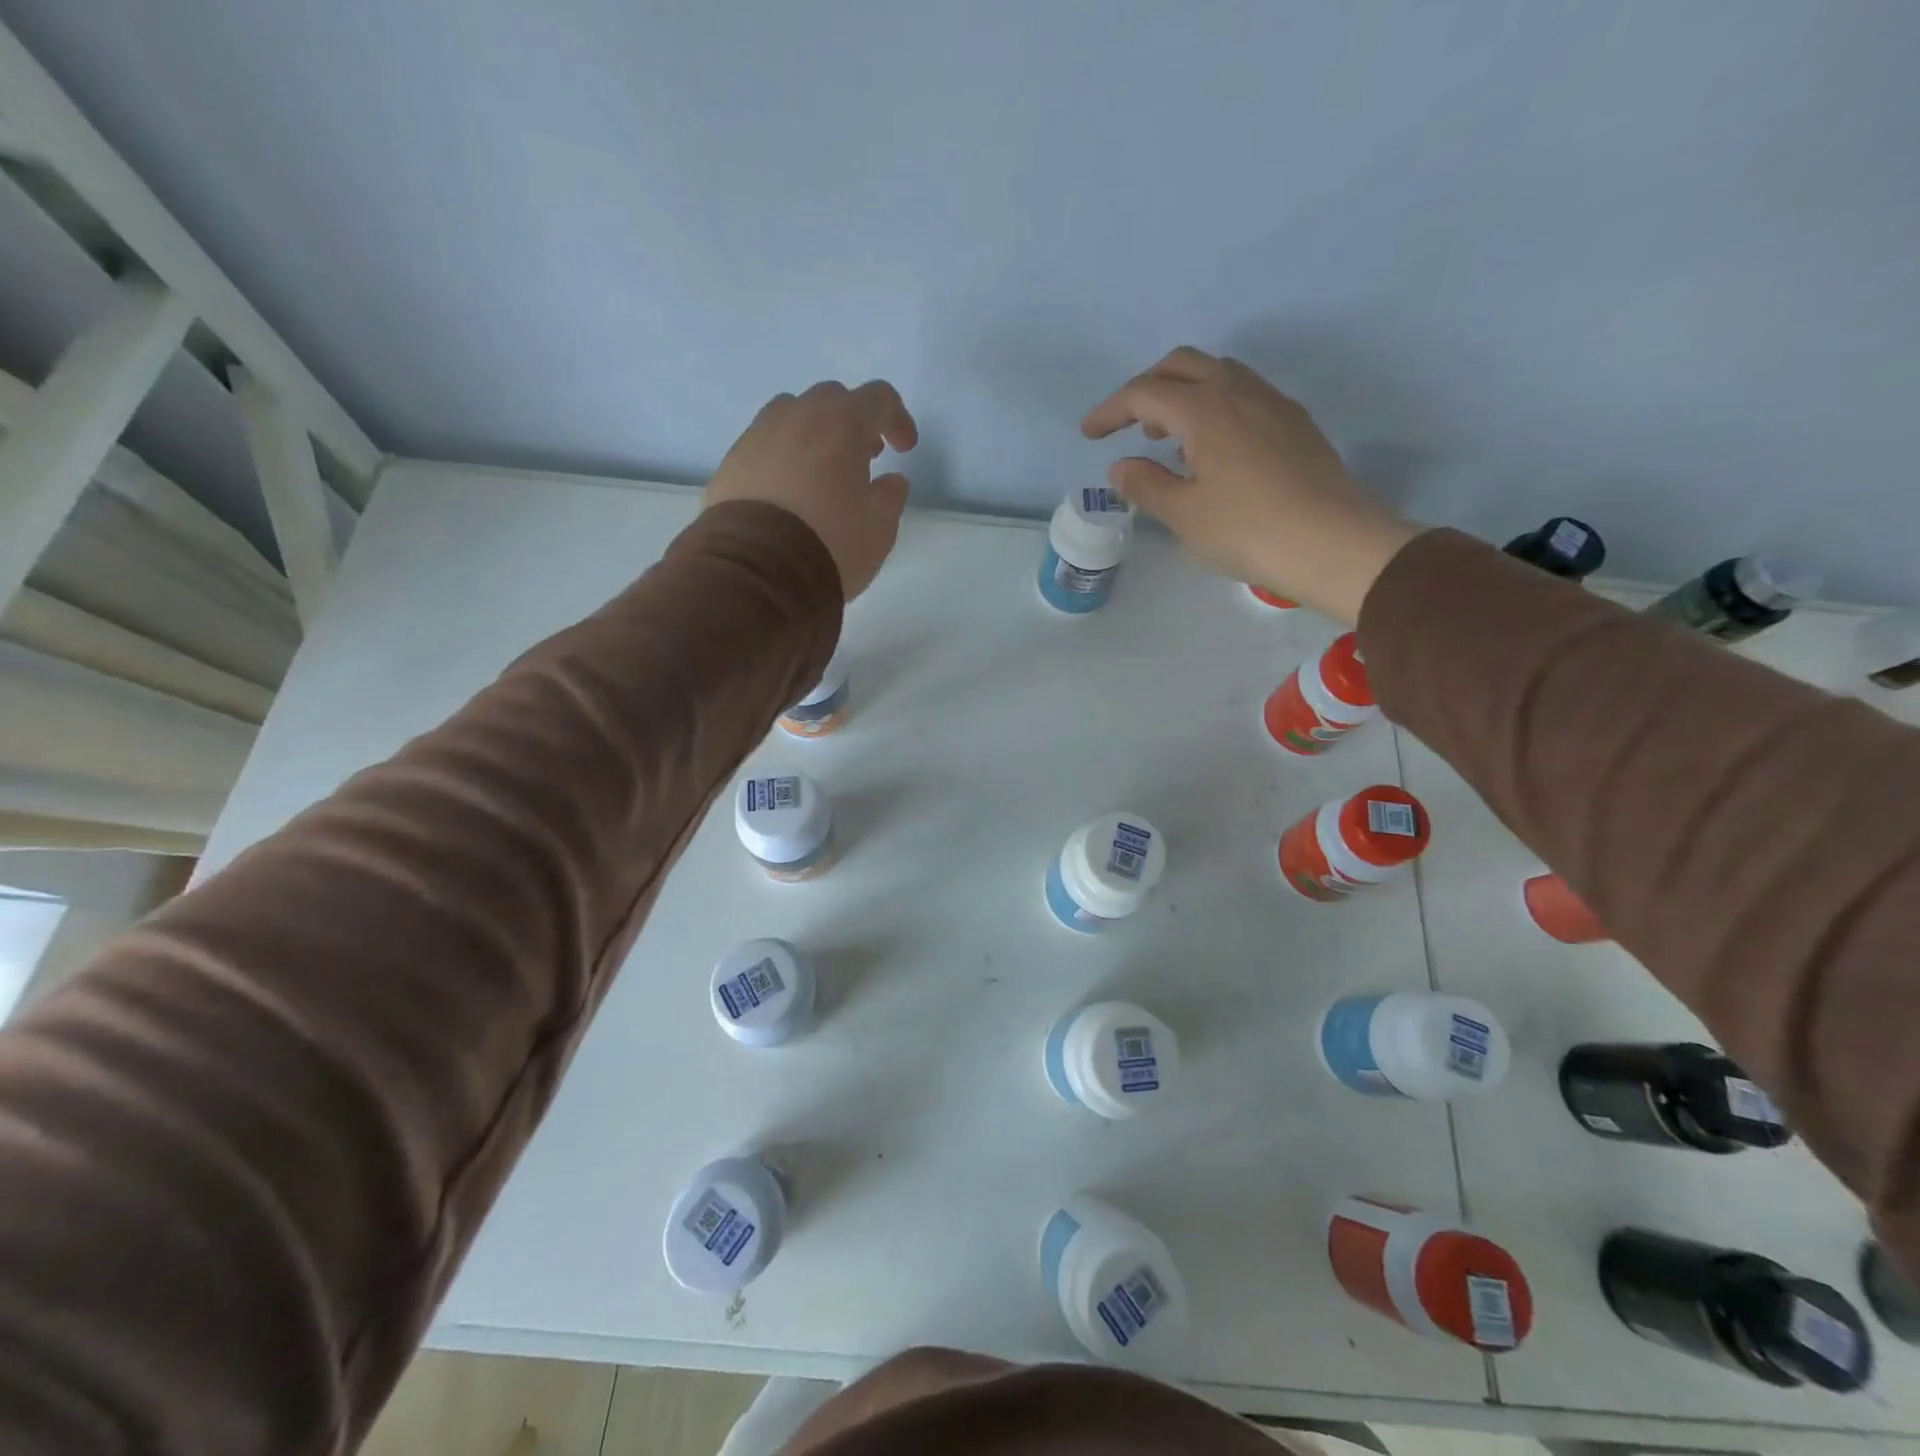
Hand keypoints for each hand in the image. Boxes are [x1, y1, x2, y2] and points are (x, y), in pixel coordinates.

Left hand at [704, 380, 918, 600]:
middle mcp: (797, 416)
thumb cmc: (831, 543)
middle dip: (853, 423)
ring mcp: (758, 435)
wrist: (758, 570)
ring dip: (814, 435)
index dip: (897, 419)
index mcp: (841, 423)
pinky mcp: (732, 462)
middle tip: (863, 458)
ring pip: (792, 416)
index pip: (878, 398)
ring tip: (822, 473)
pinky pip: (764, 446)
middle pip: (831, 399)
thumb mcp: (880, 528)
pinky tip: (788, 494)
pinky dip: (783, 458)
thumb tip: (891, 481)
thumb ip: (891, 497)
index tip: (903, 449)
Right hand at [1082, 347, 1419, 624]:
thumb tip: (1122, 466)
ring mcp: (1273, 403)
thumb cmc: (1248, 530)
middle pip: (1183, 365)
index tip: (1089, 433)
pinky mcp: (1295, 423)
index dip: (1110, 410)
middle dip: (1147, 387)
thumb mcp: (1184, 514)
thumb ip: (1146, 484)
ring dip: (1183, 393)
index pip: (1145, 393)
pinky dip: (1214, 406)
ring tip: (1167, 437)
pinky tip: (1212, 449)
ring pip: (1218, 374)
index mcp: (1205, 409)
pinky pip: (1244, 395)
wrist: (1333, 543)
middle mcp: (1239, 392)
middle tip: (1127, 423)